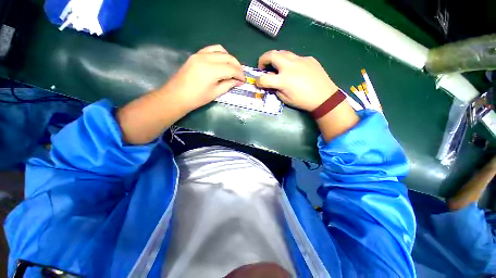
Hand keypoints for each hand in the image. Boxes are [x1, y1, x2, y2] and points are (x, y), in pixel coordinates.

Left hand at [160, 45, 244, 111]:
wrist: (177, 96)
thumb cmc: (197, 98)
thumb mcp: (215, 93)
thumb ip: (228, 85)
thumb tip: (238, 81)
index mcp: (211, 70)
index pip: (231, 68)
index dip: (240, 74)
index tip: (243, 80)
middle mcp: (206, 58)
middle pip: (227, 57)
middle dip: (237, 65)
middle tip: (240, 75)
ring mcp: (199, 54)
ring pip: (220, 50)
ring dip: (229, 58)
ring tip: (232, 68)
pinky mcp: (195, 55)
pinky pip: (211, 49)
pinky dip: (219, 54)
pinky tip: (222, 62)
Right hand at [256, 50, 338, 110]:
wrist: (325, 97)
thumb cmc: (303, 101)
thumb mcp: (286, 99)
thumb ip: (275, 89)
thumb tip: (270, 83)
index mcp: (284, 80)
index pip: (264, 78)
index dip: (258, 81)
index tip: (258, 83)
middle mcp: (290, 66)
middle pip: (271, 55)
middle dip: (263, 59)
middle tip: (263, 67)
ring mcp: (300, 60)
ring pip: (283, 52)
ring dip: (275, 58)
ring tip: (277, 66)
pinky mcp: (308, 58)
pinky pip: (295, 57)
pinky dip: (290, 62)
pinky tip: (295, 70)